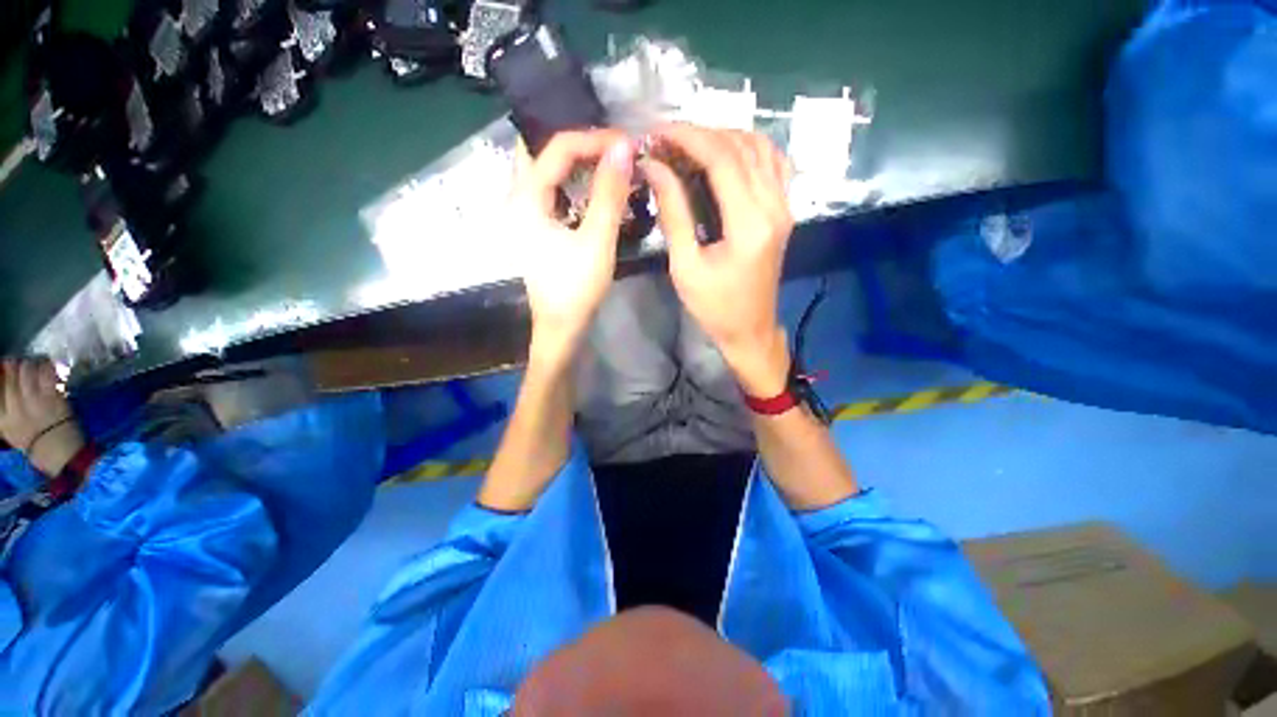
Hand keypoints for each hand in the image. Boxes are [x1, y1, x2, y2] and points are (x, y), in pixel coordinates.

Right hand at [0, 359, 85, 475]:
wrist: (60, 454)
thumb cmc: (35, 442)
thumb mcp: (9, 430)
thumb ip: (3, 409)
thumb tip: (2, 384)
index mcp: (2, 418)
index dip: (1, 373)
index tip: (4, 367)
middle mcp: (14, 407)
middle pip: (10, 374)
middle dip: (14, 365)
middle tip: (18, 363)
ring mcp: (34, 401)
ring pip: (26, 370)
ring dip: (29, 364)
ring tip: (32, 364)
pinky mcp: (53, 398)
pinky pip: (46, 374)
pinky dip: (46, 366)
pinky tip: (46, 366)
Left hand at [509, 129, 635, 368]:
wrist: (561, 327)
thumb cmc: (576, 288)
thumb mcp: (597, 241)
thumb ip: (609, 194)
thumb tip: (624, 147)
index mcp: (526, 198)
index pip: (557, 148)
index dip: (593, 139)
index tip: (626, 144)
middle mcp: (518, 199)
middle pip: (541, 153)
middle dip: (577, 144)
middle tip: (611, 148)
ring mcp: (525, 214)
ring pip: (545, 171)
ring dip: (574, 163)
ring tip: (606, 162)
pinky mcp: (536, 227)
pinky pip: (552, 192)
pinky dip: (572, 183)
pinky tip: (593, 189)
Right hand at [641, 124, 794, 395]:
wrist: (750, 330)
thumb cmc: (714, 307)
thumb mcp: (686, 266)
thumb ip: (673, 213)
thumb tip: (655, 168)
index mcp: (749, 223)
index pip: (722, 158)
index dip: (688, 137)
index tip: (656, 133)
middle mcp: (774, 206)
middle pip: (742, 146)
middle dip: (701, 133)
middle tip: (666, 140)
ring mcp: (784, 207)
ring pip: (761, 148)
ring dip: (724, 137)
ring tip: (690, 146)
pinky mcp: (784, 212)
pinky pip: (772, 164)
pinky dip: (747, 149)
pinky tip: (725, 156)